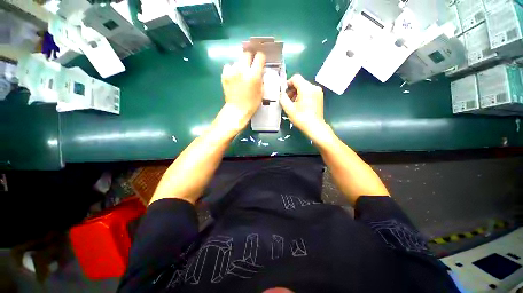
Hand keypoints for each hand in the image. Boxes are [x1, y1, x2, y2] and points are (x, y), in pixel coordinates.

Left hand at [221, 51, 265, 126]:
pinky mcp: (224, 75)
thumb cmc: (252, 103)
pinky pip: (228, 66)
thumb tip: (260, 71)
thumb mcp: (261, 91)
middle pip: (246, 54)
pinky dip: (231, 70)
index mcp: (254, 74)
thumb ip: (261, 79)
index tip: (260, 62)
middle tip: (250, 66)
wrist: (237, 109)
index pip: (259, 56)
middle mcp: (242, 69)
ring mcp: (232, 71)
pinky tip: (233, 77)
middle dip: (250, 59)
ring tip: (241, 74)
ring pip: (237, 61)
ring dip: (240, 66)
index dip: (260, 58)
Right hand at [280, 74, 325, 139]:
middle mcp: (314, 87)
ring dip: (297, 93)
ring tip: (293, 104)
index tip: (283, 92)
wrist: (314, 127)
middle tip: (287, 100)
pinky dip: (303, 96)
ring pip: (304, 87)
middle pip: (300, 83)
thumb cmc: (301, 118)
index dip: (287, 84)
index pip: (295, 78)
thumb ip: (283, 98)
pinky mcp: (319, 97)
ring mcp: (318, 92)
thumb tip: (281, 93)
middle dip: (292, 90)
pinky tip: (300, 105)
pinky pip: (309, 92)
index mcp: (306, 88)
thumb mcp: (289, 108)